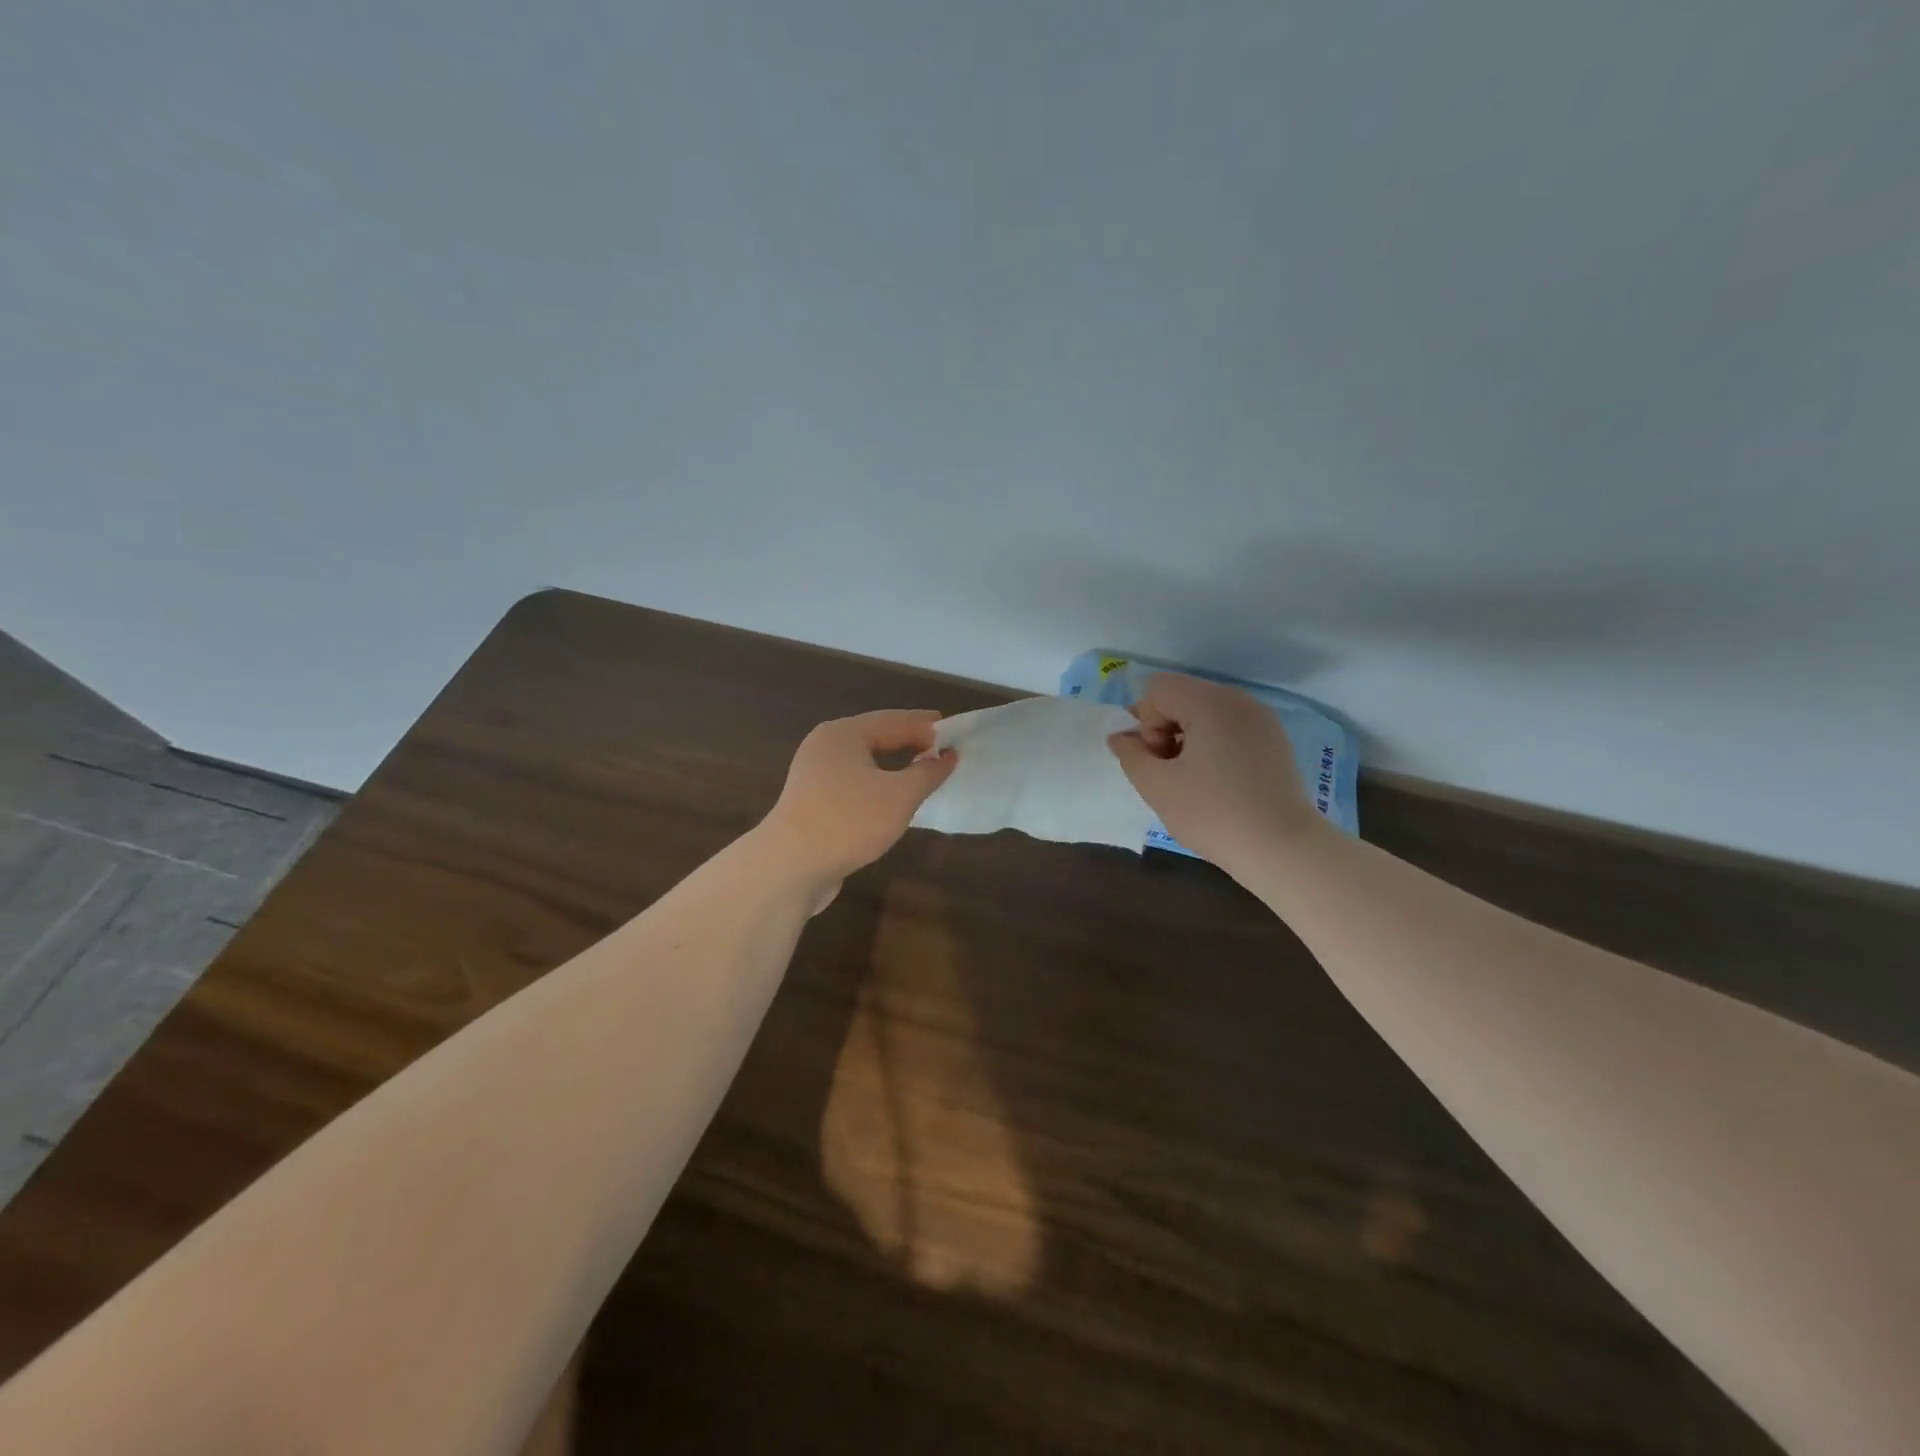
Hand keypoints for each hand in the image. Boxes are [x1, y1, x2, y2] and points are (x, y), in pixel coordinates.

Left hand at [760, 709, 956, 892]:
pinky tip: (893, 798)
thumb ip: (927, 773)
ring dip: (894, 764)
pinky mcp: (812, 801)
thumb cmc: (849, 821)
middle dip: (910, 742)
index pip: (895, 720)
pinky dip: (878, 783)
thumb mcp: (899, 796)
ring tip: (924, 771)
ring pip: (864, 761)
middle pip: (876, 736)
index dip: (927, 727)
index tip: (956, 733)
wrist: (790, 867)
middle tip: (943, 749)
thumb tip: (947, 756)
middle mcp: (826, 746)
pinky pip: (854, 782)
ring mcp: (815, 774)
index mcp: (844, 733)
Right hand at [1107, 673, 1320, 872]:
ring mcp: (1261, 718)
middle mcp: (1238, 700)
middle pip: (1182, 696)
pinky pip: (1229, 727)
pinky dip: (1213, 744)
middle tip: (1172, 772)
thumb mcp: (1157, 786)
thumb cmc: (1213, 814)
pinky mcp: (1274, 739)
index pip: (1158, 689)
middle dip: (1165, 729)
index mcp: (1210, 702)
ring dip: (1188, 738)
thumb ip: (1131, 754)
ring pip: (1205, 712)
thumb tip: (1121, 737)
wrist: (1282, 848)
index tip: (1159, 761)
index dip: (1147, 723)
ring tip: (1194, 780)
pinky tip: (1219, 782)